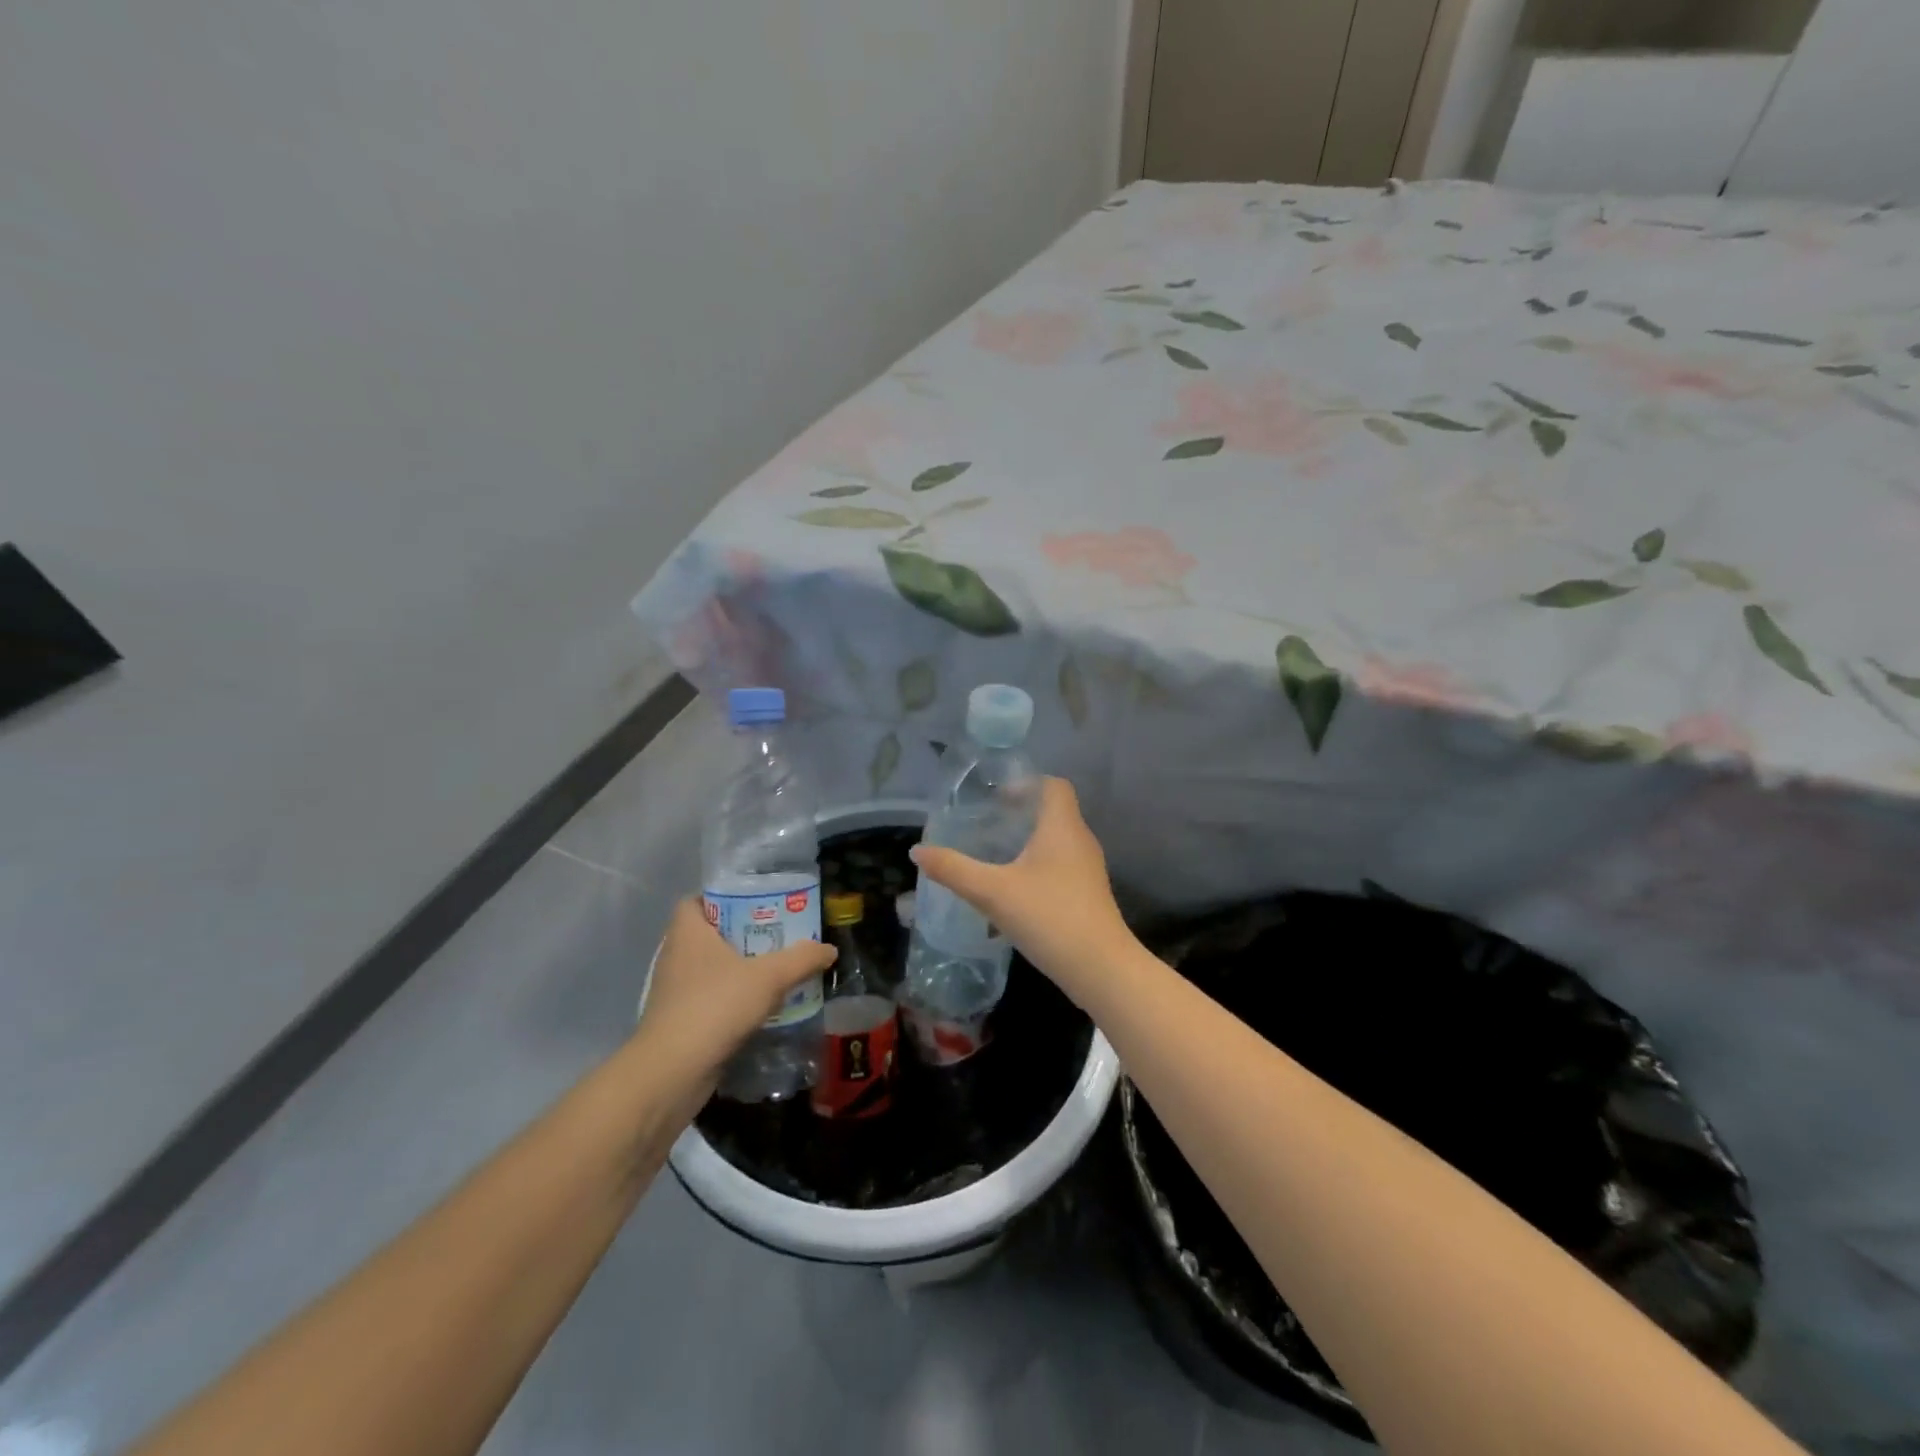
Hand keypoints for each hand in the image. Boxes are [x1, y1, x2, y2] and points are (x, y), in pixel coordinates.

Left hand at [635, 900, 836, 1093]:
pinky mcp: (681, 1022)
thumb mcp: (769, 977)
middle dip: (743, 933)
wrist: (672, 1073)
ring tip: (777, 968)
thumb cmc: (715, 1006)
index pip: (696, 900)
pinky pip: (711, 999)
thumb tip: (829, 949)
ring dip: (740, 969)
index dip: (723, 897)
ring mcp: (675, 992)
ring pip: (712, 969)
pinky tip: (762, 1006)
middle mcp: (676, 956)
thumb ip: (801, 959)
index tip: (756, 902)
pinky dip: (733, 999)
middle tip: (779, 933)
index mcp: (688, 932)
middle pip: (710, 934)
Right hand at [910, 777, 1134, 1000]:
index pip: (1054, 785)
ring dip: (1029, 840)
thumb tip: (917, 850)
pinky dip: (1039, 864)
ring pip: (1058, 840)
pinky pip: (1062, 865)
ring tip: (996, 852)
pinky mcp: (1089, 894)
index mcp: (1062, 827)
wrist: (1100, 968)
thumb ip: (953, 869)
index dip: (1027, 783)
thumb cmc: (1049, 916)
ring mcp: (1088, 869)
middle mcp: (1080, 841)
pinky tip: (1015, 887)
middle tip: (987, 823)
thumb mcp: (992, 892)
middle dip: (1022, 812)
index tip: (997, 797)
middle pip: (1054, 811)